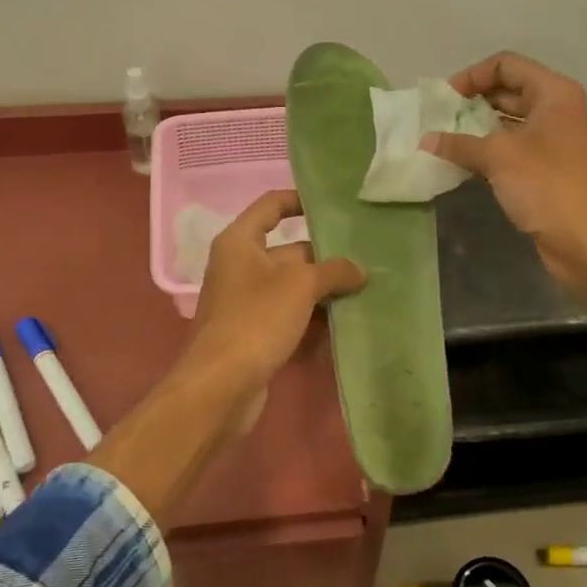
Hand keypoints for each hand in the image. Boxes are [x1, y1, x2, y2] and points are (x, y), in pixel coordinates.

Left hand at [181, 191, 366, 417]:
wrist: (221, 386)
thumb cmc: (257, 319)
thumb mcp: (300, 286)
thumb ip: (333, 270)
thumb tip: (358, 269)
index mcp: (240, 242)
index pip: (272, 205)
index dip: (301, 200)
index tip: (334, 206)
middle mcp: (239, 266)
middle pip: (289, 251)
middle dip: (325, 257)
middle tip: (365, 258)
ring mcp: (245, 302)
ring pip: (292, 287)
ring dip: (322, 292)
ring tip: (364, 291)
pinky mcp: (253, 333)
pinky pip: (288, 317)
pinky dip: (311, 320)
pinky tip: (343, 326)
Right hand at [423, 51, 586, 290]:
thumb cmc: (546, 186)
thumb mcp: (498, 157)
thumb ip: (459, 143)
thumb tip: (425, 141)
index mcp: (553, 93)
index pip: (506, 65)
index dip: (473, 76)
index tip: (446, 100)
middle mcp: (556, 110)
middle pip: (507, 90)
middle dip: (472, 102)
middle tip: (439, 120)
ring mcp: (554, 140)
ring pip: (508, 122)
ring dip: (477, 128)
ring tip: (444, 140)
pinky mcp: (547, 168)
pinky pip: (512, 148)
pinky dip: (488, 151)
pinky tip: (462, 163)